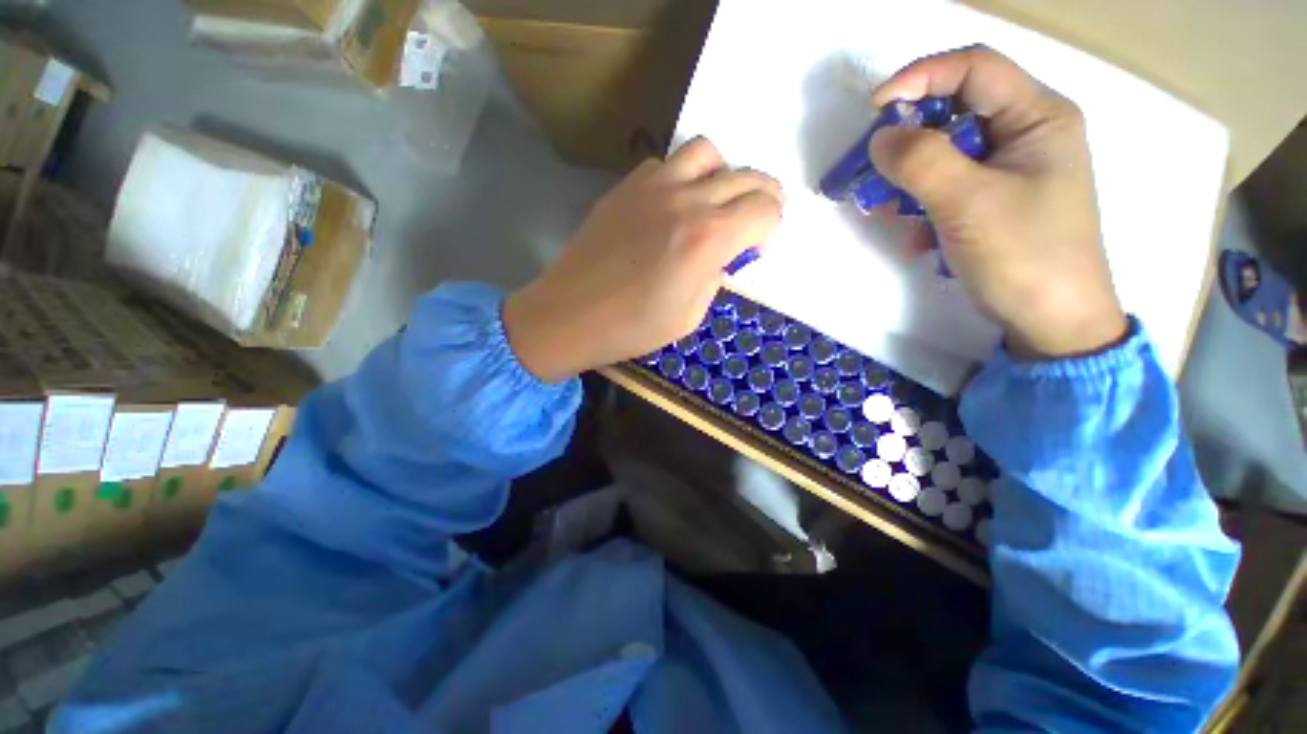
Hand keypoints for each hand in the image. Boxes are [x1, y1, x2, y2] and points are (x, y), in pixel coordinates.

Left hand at [504, 139, 782, 382]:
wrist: (571, 314)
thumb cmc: (632, 327)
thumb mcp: (690, 316)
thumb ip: (714, 278)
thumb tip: (721, 258)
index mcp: (709, 238)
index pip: (766, 209)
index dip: (770, 229)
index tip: (755, 249)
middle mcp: (688, 200)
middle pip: (748, 176)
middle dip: (761, 199)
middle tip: (750, 225)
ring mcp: (654, 186)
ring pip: (708, 153)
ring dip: (723, 176)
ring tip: (712, 205)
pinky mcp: (627, 186)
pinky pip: (667, 163)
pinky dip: (682, 176)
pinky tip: (671, 205)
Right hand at [869, 47, 1127, 359]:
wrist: (1051, 319)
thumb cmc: (1023, 254)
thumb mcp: (968, 203)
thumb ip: (921, 161)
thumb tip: (879, 138)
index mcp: (1038, 116)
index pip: (975, 68)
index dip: (921, 76)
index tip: (874, 109)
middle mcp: (1028, 132)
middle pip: (958, 109)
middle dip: (910, 136)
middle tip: (874, 165)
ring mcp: (1012, 169)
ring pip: (948, 152)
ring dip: (911, 178)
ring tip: (887, 209)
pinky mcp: (995, 200)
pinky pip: (950, 185)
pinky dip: (924, 206)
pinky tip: (916, 237)